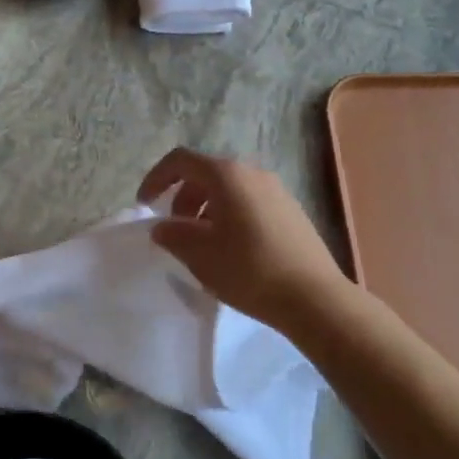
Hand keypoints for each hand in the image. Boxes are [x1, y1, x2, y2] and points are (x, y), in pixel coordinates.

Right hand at [139, 148, 348, 328]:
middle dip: (182, 197)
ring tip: (202, 243)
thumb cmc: (249, 270)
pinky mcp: (291, 211)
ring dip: (206, 208)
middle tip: (175, 229)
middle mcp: (253, 172)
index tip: (145, 205)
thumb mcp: (200, 254)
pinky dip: (229, 215)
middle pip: (206, 173)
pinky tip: (231, 249)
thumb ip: (173, 234)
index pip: (181, 160)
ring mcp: (276, 190)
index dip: (156, 178)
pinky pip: (249, 202)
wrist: (314, 297)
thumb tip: (163, 227)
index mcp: (227, 175)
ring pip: (229, 189)